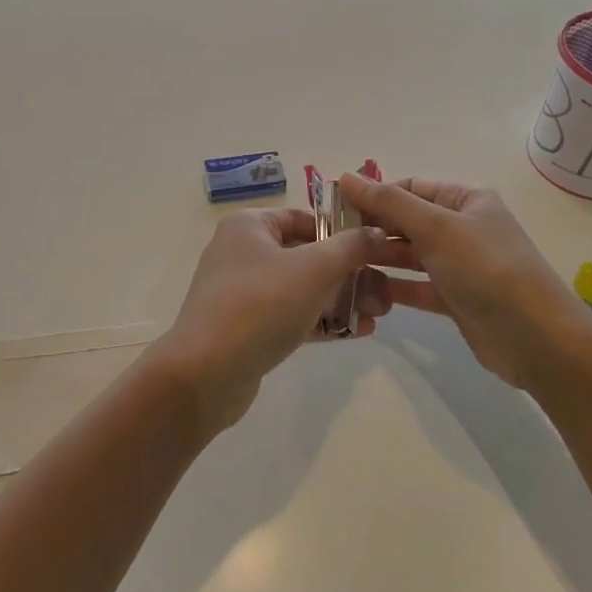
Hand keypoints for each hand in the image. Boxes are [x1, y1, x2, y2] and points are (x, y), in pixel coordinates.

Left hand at [153, 209, 388, 436]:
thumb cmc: (261, 305)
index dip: (342, 230)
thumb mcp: (314, 269)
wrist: (206, 373)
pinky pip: (290, 316)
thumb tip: (377, 232)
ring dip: (340, 298)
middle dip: (349, 273)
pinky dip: (321, 321)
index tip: (376, 248)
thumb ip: (351, 247)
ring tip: (379, 313)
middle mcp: (242, 252)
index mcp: (249, 226)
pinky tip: (357, 332)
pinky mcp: (246, 328)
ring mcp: (241, 292)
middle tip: (385, 291)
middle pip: (306, 255)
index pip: (304, 218)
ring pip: (301, 288)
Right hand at [337, 175, 591, 391]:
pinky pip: (417, 286)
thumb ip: (388, 203)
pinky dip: (394, 286)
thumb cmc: (486, 269)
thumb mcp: (436, 227)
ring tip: (342, 264)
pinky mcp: (456, 299)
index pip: (410, 189)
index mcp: (466, 200)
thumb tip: (345, 176)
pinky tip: (365, 290)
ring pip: (410, 255)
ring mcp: (461, 265)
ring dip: (380, 257)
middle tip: (333, 241)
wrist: (535, 338)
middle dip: (373, 228)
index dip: (374, 196)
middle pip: (408, 221)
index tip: (335, 209)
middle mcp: (464, 228)